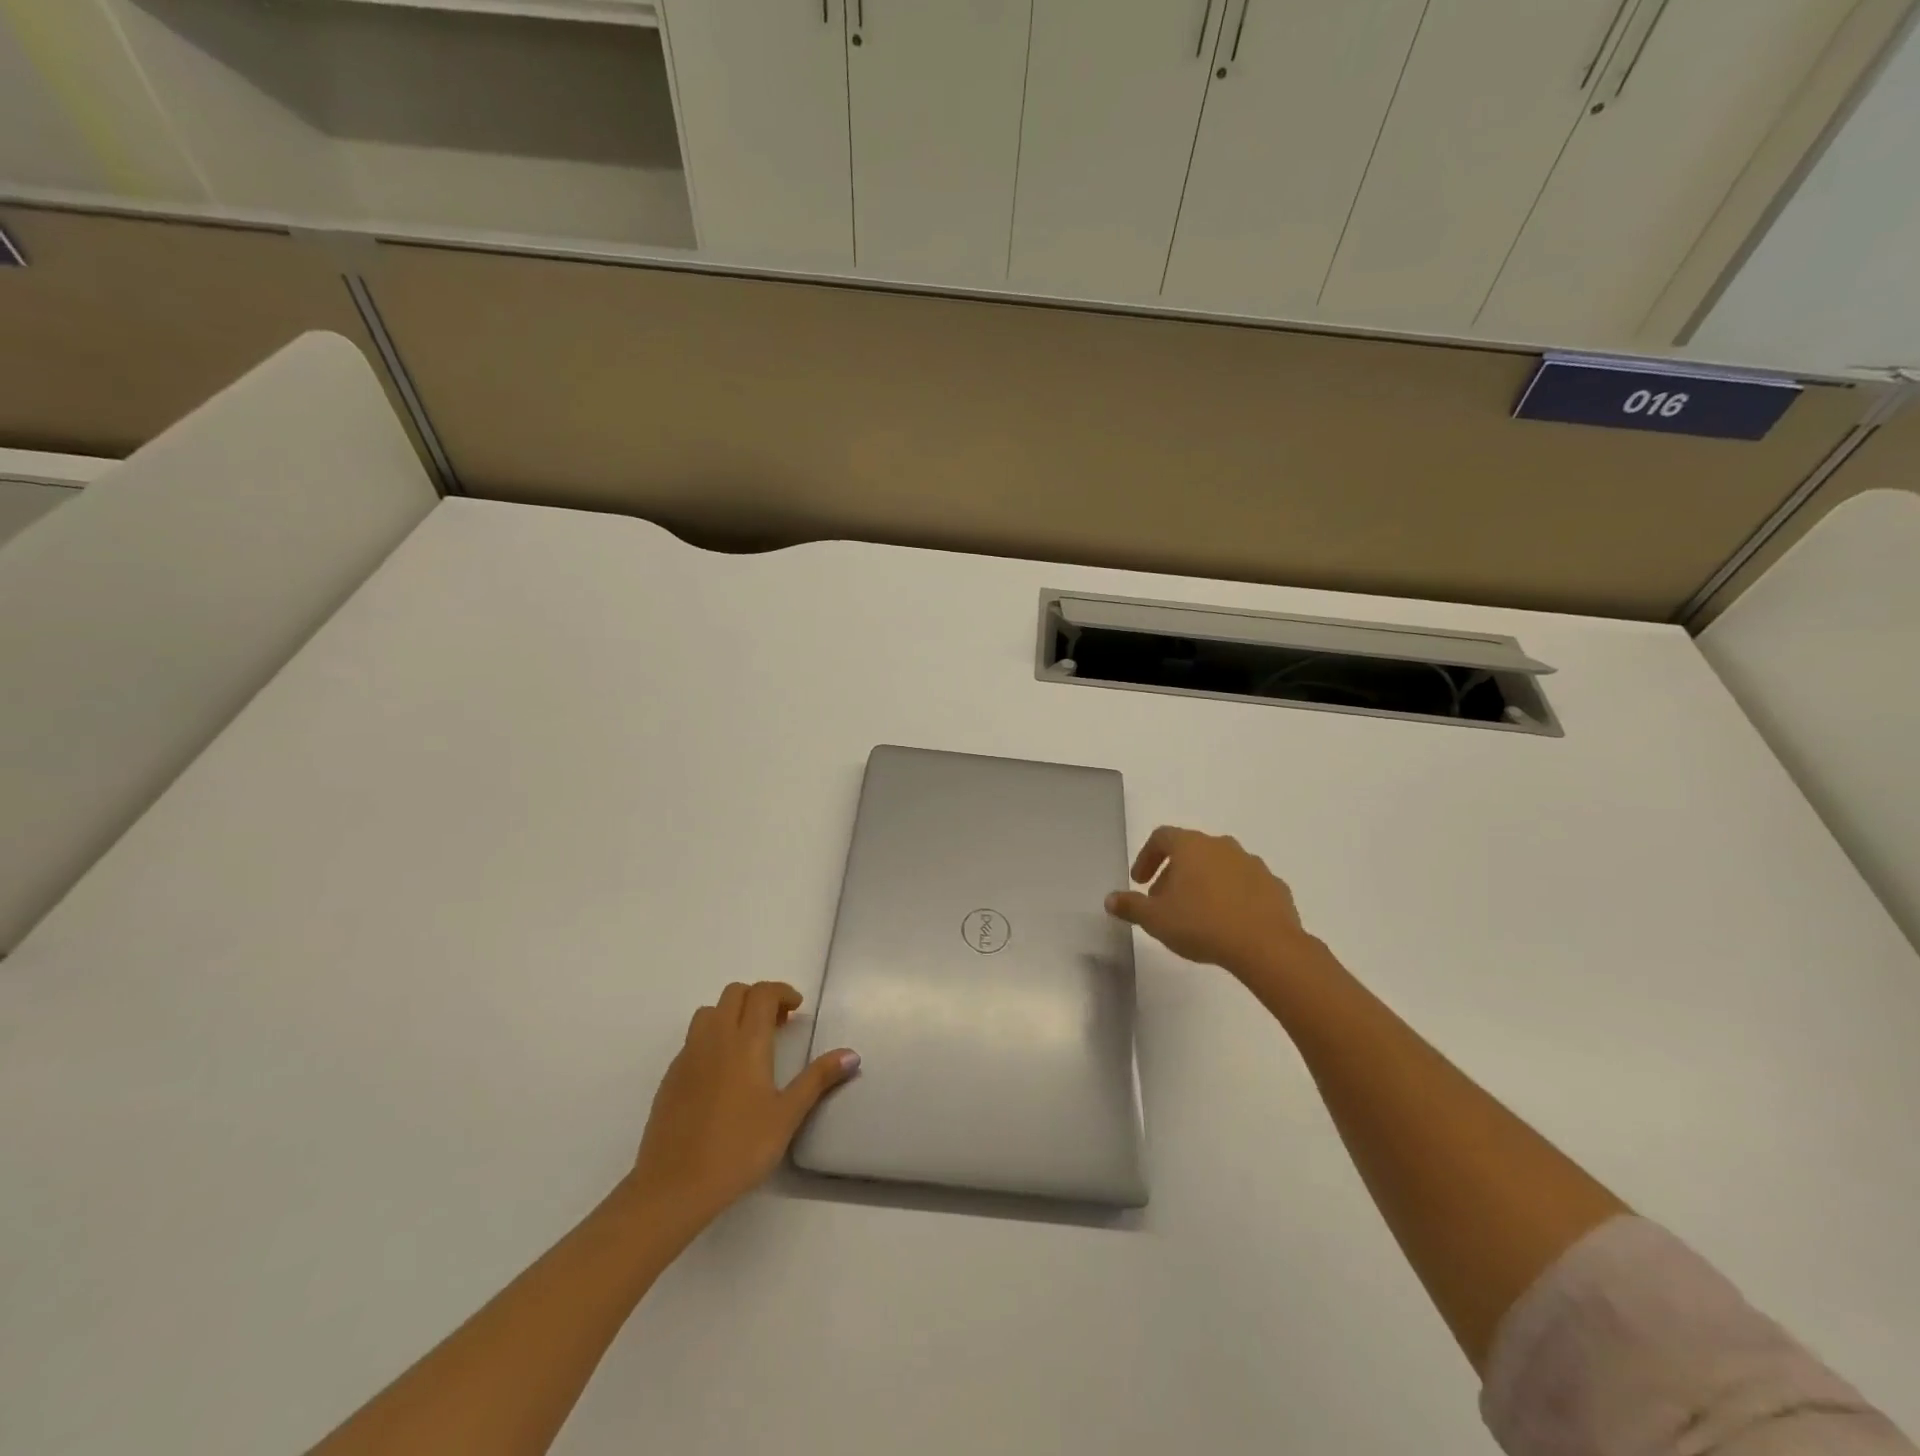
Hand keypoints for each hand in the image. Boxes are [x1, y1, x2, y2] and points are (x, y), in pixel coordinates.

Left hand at [629, 981, 858, 1226]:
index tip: (797, 1009)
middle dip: (758, 998)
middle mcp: (715, 1038)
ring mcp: (688, 1056)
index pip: (762, 993)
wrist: (674, 1186)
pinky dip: (712, 1038)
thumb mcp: (787, 1116)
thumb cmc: (738, 1148)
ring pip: (709, 1012)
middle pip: (734, 994)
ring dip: (731, 1014)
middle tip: (778, 1024)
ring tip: (748, 1043)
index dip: (782, 992)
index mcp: (746, 1042)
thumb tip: (852, 1054)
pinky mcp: (671, 1077)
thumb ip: (818, 1080)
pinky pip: (693, 1040)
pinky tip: (722, 1073)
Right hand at [1106, 827, 1316, 985]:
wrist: (1266, 946)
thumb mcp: (1155, 919)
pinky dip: (1232, 895)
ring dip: (1204, 883)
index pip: (1161, 837)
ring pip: (1220, 866)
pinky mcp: (1274, 886)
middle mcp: (1222, 846)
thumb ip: (1131, 906)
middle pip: (1191, 851)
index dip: (1147, 857)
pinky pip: (1245, 884)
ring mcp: (1252, 864)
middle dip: (1174, 873)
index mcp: (1191, 846)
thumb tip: (1110, 899)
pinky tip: (1228, 921)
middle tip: (1164, 902)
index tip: (1139, 882)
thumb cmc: (1202, 924)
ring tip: (1197, 913)